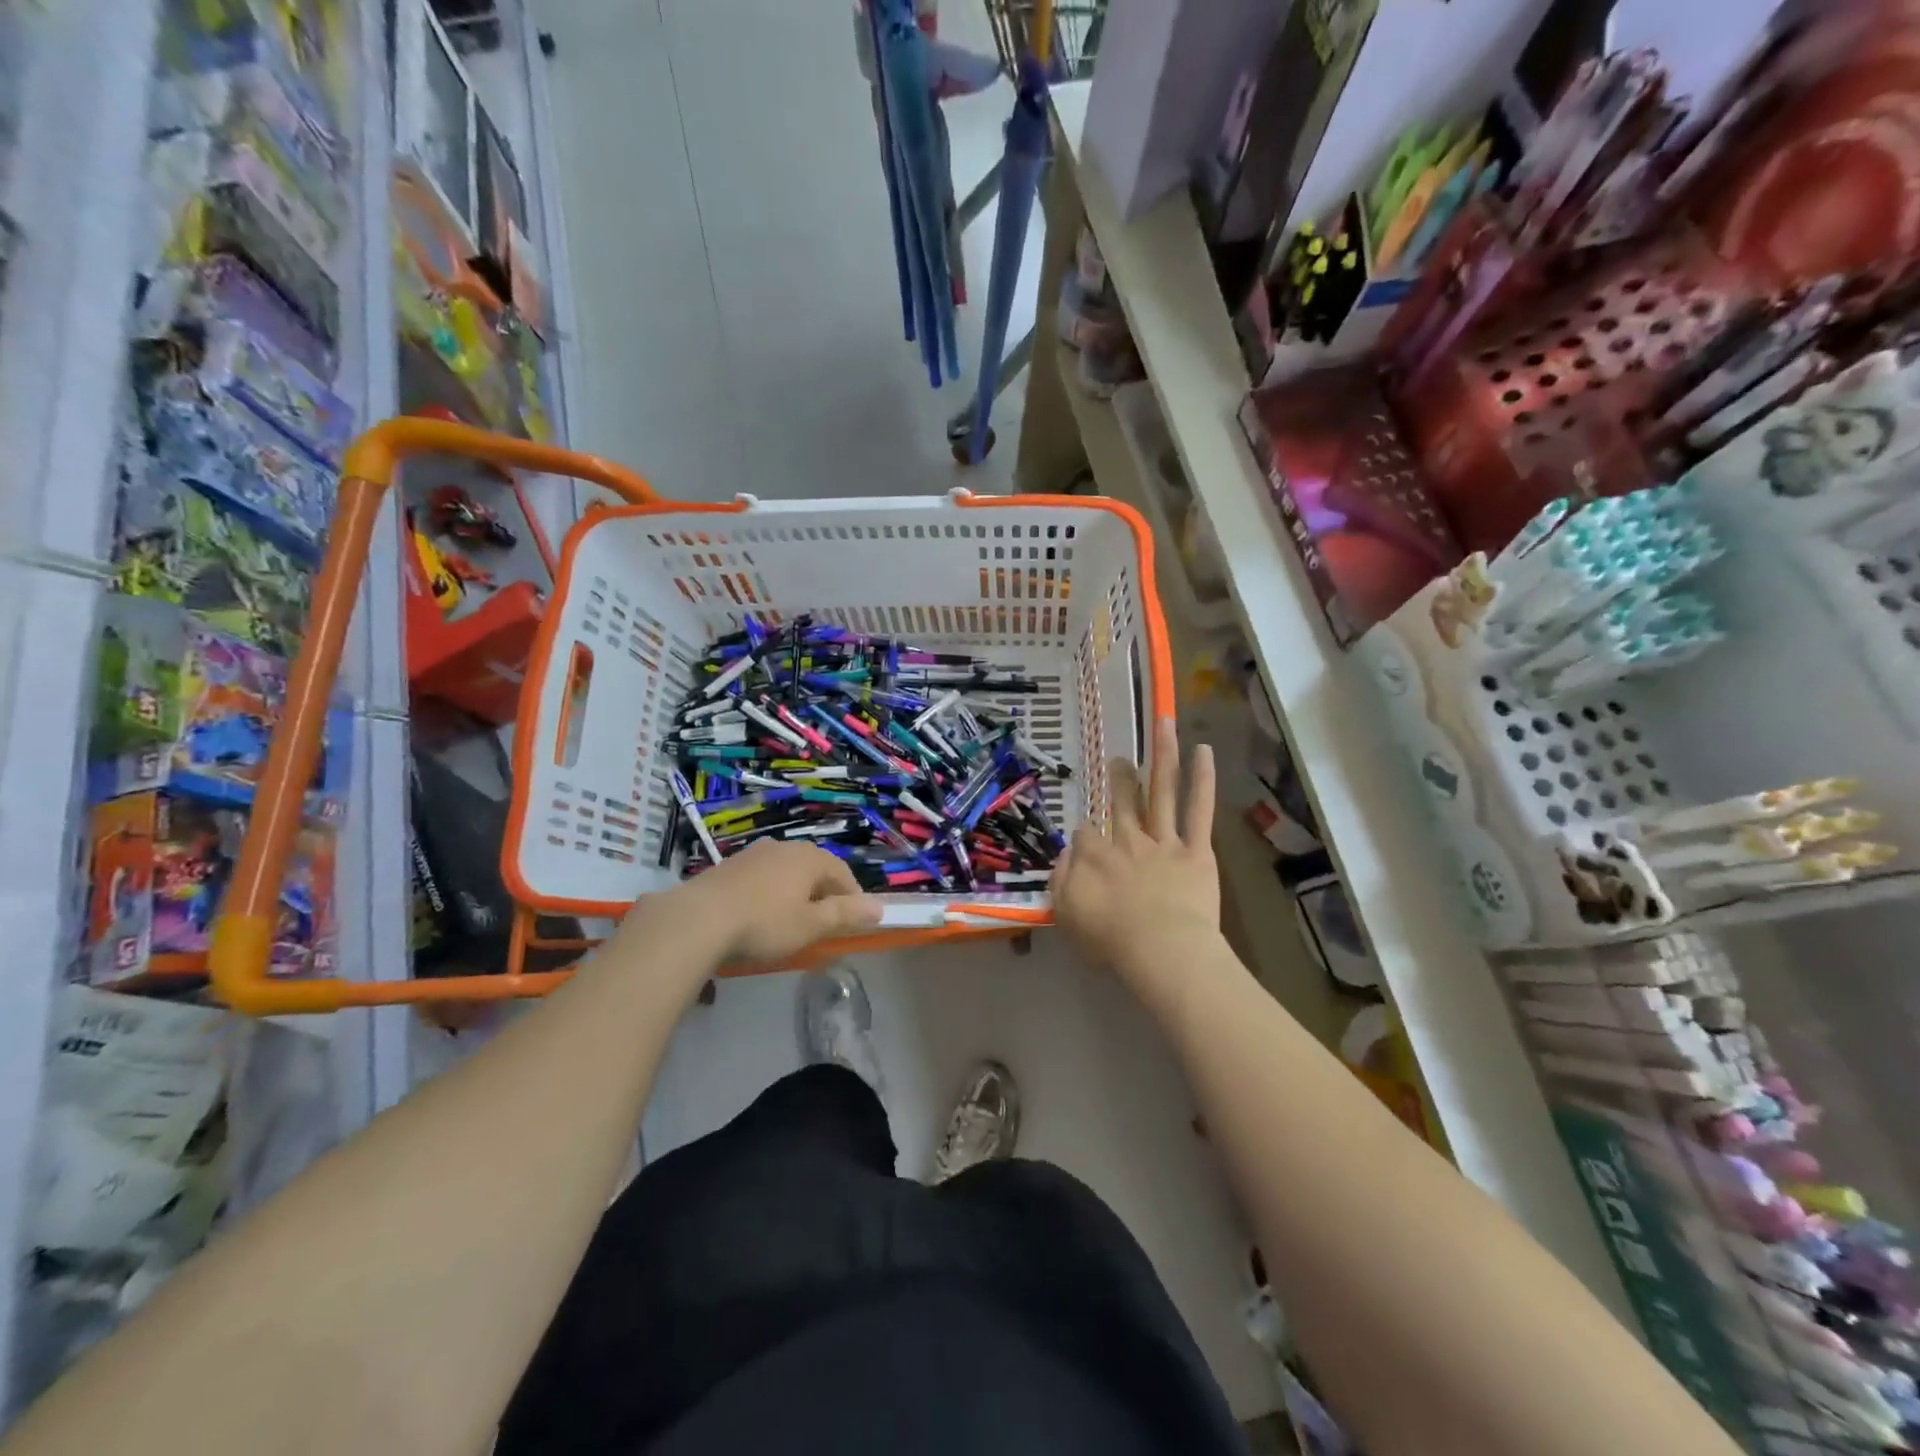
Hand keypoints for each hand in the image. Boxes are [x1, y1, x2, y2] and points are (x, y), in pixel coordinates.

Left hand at [673, 840, 882, 963]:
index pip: (843, 873)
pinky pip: (762, 877)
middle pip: (814, 869)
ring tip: (791, 920)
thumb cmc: (764, 923)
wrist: (698, 919)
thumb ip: (845, 915)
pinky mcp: (729, 866)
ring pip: (786, 872)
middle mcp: (784, 847)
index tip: (853, 921)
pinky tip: (759, 914)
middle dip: (823, 893)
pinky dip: (769, 893)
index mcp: (810, 858)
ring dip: (794, 892)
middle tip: (823, 923)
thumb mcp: (810, 925)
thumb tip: (879, 908)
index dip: (852, 897)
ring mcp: (754, 854)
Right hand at [1051, 718, 1221, 995]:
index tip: (1087, 845)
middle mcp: (1128, 839)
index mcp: (1095, 855)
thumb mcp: (1066, 914)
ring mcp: (1164, 840)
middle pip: (1122, 801)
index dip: (1085, 836)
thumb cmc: (1112, 939)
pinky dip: (1202, 780)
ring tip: (1163, 724)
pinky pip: (1198, 810)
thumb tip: (1066, 854)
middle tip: (1119, 761)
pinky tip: (1203, 751)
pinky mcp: (1196, 850)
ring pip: (1161, 791)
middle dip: (1120, 779)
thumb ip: (1061, 879)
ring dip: (1162, 755)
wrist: (1162, 950)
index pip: (1085, 832)